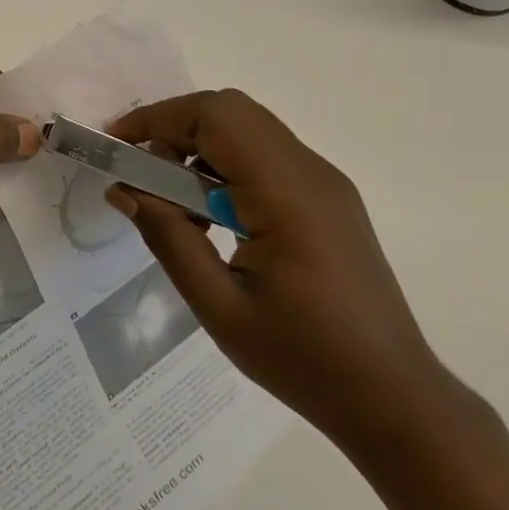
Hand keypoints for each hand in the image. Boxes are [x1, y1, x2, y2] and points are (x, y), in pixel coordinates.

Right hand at [107, 89, 449, 448]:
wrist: (392, 397)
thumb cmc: (303, 360)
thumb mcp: (219, 308)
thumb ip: (169, 238)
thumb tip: (123, 189)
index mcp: (287, 196)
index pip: (216, 118)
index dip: (158, 119)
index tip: (116, 145)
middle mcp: (311, 172)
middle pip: (232, 112)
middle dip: (174, 128)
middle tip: (139, 172)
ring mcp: (325, 183)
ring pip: (248, 129)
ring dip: (199, 147)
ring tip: (171, 202)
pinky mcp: (328, 198)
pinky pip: (265, 156)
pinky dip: (224, 166)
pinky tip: (211, 216)